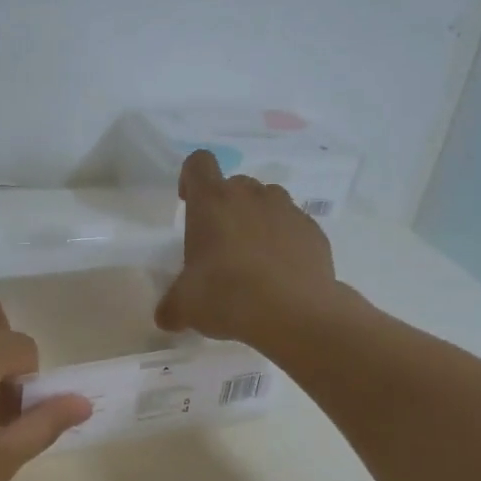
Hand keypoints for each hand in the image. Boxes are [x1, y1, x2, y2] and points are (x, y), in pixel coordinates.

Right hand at [155, 149, 342, 343]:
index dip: (191, 179)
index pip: (199, 163)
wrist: (295, 314)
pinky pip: (293, 226)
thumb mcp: (185, 307)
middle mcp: (250, 195)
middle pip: (235, 184)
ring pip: (268, 201)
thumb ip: (171, 306)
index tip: (189, 204)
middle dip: (226, 206)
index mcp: (211, 202)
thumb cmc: (227, 297)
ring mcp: (287, 210)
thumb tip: (166, 316)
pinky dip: (285, 241)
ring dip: (257, 220)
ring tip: (254, 258)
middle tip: (220, 244)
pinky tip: (281, 274)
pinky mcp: (314, 231)